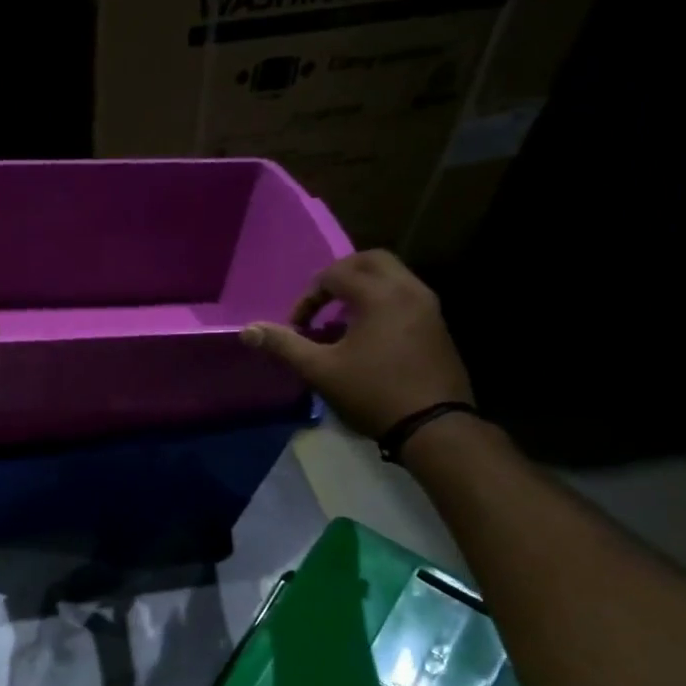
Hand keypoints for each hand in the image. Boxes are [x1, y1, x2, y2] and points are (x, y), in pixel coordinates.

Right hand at [241, 250, 472, 438]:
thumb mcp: (320, 370)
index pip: (335, 274)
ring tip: (341, 320)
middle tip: (321, 302)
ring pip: (393, 276)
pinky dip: (382, 301)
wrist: (433, 425)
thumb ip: (284, 345)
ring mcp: (429, 306)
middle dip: (340, 275)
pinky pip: (406, 296)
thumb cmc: (372, 393)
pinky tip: (368, 335)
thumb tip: (247, 331)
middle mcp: (408, 289)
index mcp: (379, 295)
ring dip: (363, 288)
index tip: (298, 327)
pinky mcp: (438, 325)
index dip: (309, 297)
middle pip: (371, 260)